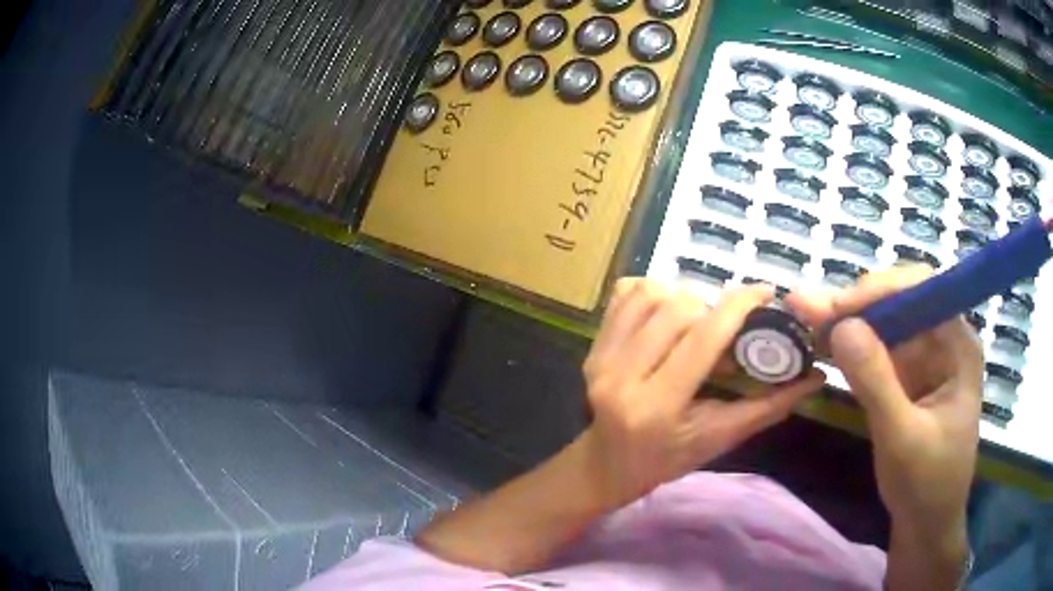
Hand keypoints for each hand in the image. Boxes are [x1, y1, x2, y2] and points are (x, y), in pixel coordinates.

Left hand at [580, 278, 825, 509]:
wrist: (606, 465)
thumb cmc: (667, 460)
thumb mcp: (720, 439)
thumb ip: (768, 407)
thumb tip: (816, 378)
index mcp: (657, 407)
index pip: (703, 338)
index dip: (739, 305)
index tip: (765, 292)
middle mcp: (621, 377)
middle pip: (678, 308)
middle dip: (713, 309)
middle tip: (726, 330)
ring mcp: (600, 359)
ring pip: (651, 294)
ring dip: (684, 299)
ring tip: (697, 324)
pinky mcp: (591, 346)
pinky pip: (625, 294)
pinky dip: (653, 293)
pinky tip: (667, 314)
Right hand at [787, 266, 981, 588]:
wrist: (925, 523)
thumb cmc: (926, 484)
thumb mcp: (901, 438)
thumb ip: (876, 382)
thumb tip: (840, 326)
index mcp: (958, 345)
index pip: (924, 291)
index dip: (882, 290)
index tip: (839, 309)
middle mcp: (943, 339)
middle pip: (899, 302)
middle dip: (856, 304)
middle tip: (808, 308)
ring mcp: (923, 358)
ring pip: (883, 323)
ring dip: (844, 321)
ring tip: (803, 313)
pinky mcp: (905, 377)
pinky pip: (875, 350)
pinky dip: (847, 346)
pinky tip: (820, 338)